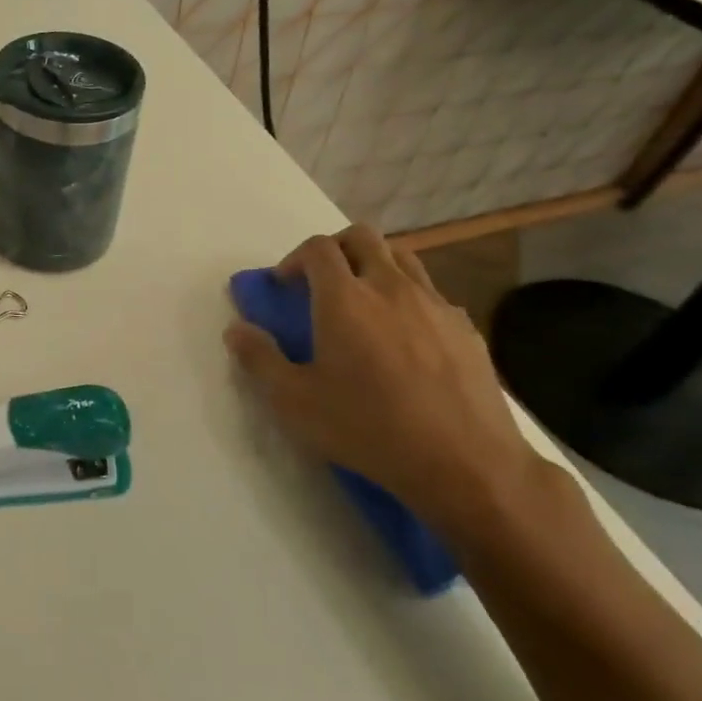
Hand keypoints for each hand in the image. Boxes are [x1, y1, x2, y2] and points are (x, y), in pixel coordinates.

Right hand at [224, 224, 538, 541]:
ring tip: (364, 303)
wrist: (465, 463)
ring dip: (375, 265)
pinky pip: (432, 293)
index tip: (284, 285)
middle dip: (336, 248)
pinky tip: (406, 340)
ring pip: (402, 257)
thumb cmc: (368, 428)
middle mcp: (390, 287)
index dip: (294, 258)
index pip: (317, 248)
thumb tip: (235, 330)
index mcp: (344, 298)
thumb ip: (259, 359)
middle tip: (321, 283)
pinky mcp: (466, 328)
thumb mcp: (294, 402)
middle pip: (362, 237)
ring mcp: (434, 304)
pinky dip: (410, 298)